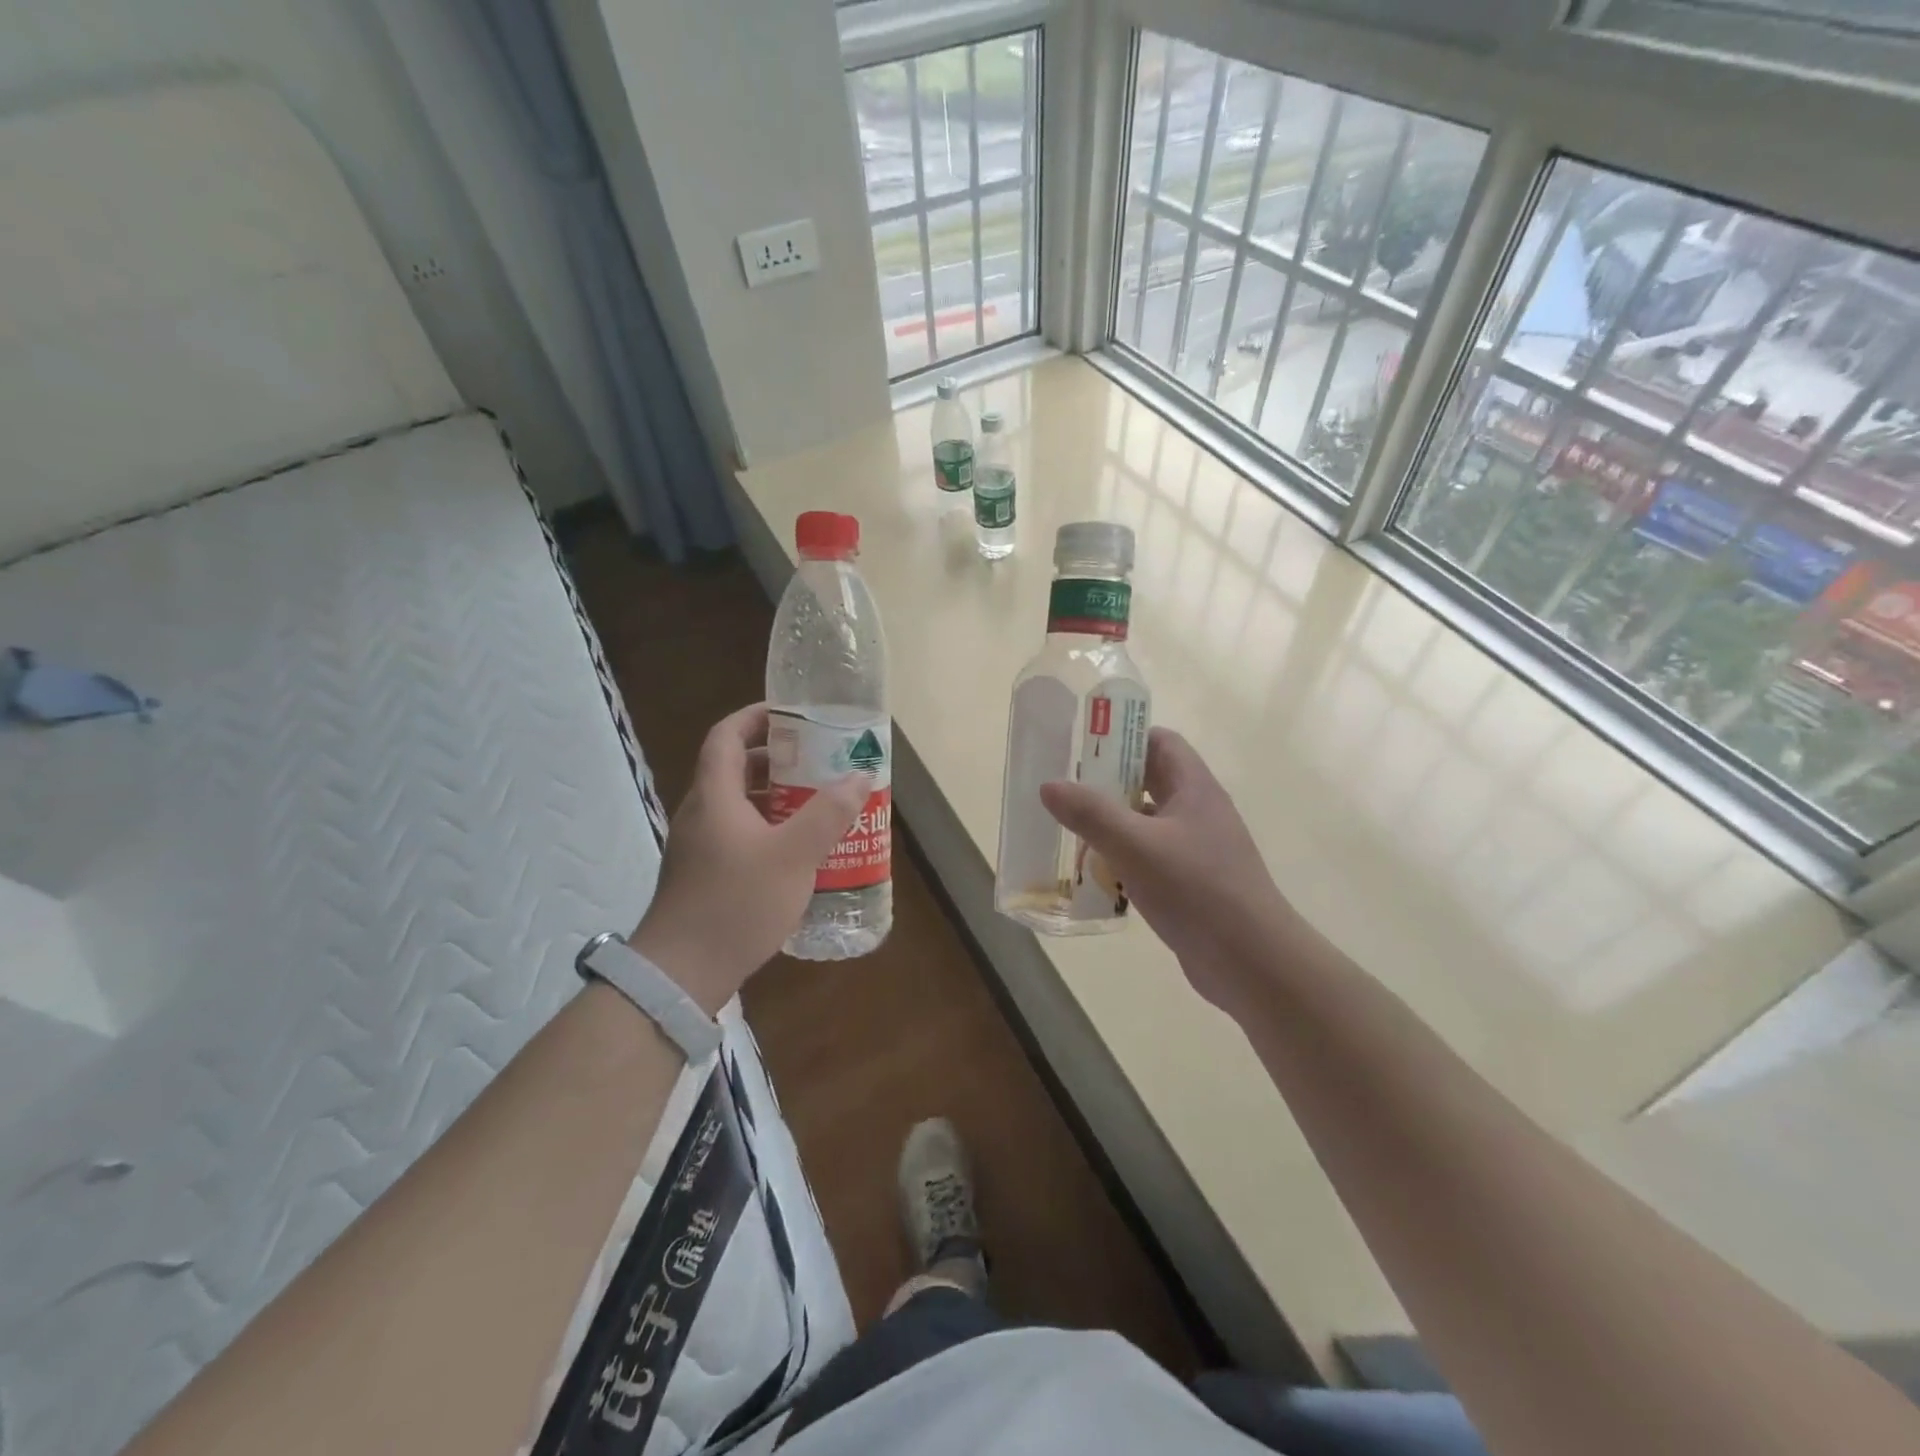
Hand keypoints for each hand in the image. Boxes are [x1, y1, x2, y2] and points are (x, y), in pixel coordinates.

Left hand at [628, 703, 866, 1014]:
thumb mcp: (793, 856)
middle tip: (818, 760)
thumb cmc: (736, 903)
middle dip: (777, 758)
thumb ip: (828, 813)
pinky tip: (798, 851)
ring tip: (817, 802)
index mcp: (714, 796)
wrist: (681, 974)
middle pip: (734, 768)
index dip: (756, 717)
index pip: (727, 736)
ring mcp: (698, 846)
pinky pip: (738, 833)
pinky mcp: (703, 874)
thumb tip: (860, 775)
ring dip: (775, 796)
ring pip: (738, 804)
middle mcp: (701, 813)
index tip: (793, 714)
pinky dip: (768, 828)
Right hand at [1040, 728, 1303, 1016]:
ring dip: (1114, 823)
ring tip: (1073, 831)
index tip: (1085, 747)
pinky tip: (1098, 875)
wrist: (1252, 962)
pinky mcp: (1193, 882)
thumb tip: (1049, 784)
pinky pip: (1152, 857)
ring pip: (1149, 822)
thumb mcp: (1135, 846)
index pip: (1161, 742)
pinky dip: (1125, 858)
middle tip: (1068, 790)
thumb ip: (1091, 814)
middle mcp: (1199, 811)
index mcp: (1195, 788)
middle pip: (1151, 781)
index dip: (1125, 738)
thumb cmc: (1196, 890)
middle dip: (1110, 783)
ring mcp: (1199, 849)